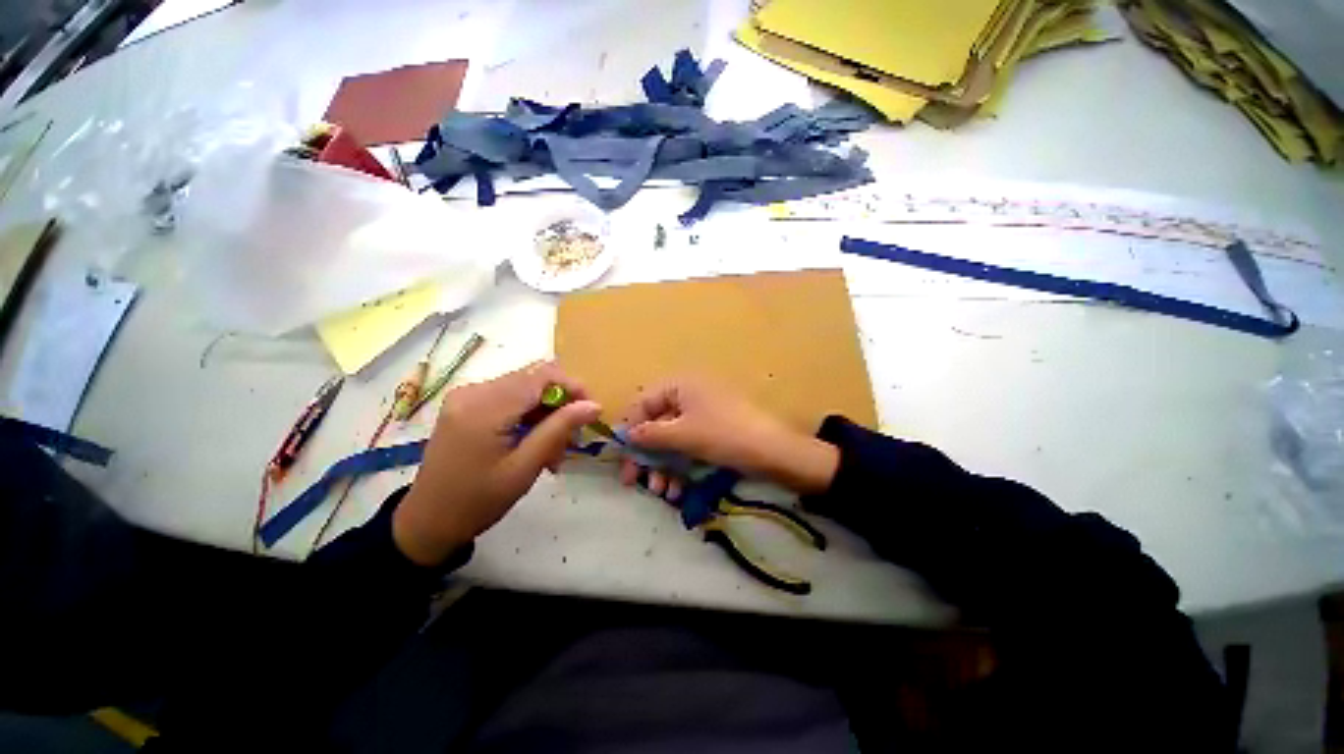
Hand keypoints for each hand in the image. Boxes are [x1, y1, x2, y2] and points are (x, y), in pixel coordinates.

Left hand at [393, 362, 599, 565]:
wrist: (427, 522)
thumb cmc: (478, 501)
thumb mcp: (525, 466)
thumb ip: (560, 429)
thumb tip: (594, 405)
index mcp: (485, 406)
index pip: (542, 374)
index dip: (573, 386)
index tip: (590, 411)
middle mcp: (473, 391)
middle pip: (534, 379)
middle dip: (560, 404)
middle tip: (572, 438)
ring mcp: (467, 396)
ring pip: (525, 389)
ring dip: (546, 413)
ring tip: (553, 450)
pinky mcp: (466, 405)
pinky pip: (509, 398)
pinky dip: (528, 416)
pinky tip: (533, 443)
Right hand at [617, 377, 838, 497]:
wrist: (774, 452)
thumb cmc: (723, 435)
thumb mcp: (682, 435)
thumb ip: (649, 435)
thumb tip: (625, 436)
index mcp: (680, 386)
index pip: (643, 404)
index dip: (630, 430)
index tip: (622, 458)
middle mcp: (689, 396)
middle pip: (657, 425)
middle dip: (648, 456)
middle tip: (636, 482)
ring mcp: (703, 415)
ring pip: (672, 440)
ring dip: (663, 466)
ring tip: (662, 491)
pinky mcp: (714, 433)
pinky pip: (689, 447)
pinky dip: (681, 467)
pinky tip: (678, 490)